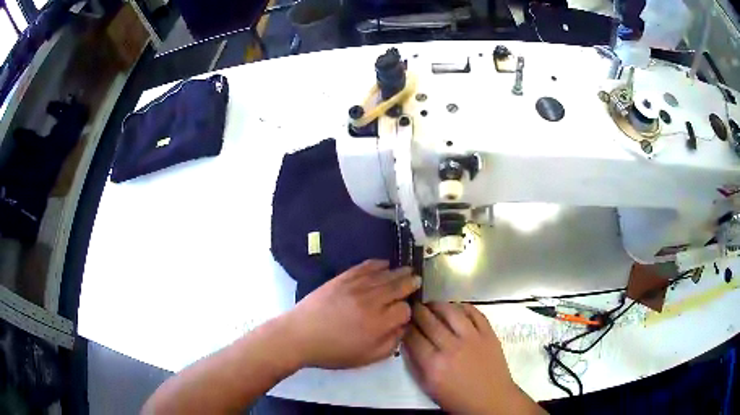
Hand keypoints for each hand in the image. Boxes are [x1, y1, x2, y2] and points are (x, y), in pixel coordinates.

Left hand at [284, 260, 420, 368]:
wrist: (300, 336)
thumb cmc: (333, 351)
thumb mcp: (366, 358)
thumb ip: (390, 344)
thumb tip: (402, 327)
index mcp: (378, 324)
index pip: (405, 310)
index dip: (408, 311)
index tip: (405, 313)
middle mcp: (371, 302)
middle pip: (398, 287)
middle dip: (410, 284)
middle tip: (417, 280)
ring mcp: (356, 287)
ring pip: (385, 275)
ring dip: (398, 272)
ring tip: (407, 270)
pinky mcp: (343, 278)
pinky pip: (365, 267)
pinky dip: (377, 264)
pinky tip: (385, 263)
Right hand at [403, 303, 541, 414]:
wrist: (490, 399)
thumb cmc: (456, 398)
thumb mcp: (428, 387)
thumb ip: (415, 365)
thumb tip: (408, 343)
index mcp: (433, 364)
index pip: (413, 337)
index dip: (405, 326)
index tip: (402, 320)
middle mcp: (451, 347)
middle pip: (429, 321)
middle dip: (418, 311)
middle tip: (413, 306)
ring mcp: (472, 338)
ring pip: (451, 312)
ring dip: (438, 305)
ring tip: (432, 304)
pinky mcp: (488, 334)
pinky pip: (475, 313)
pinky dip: (463, 306)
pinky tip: (455, 307)